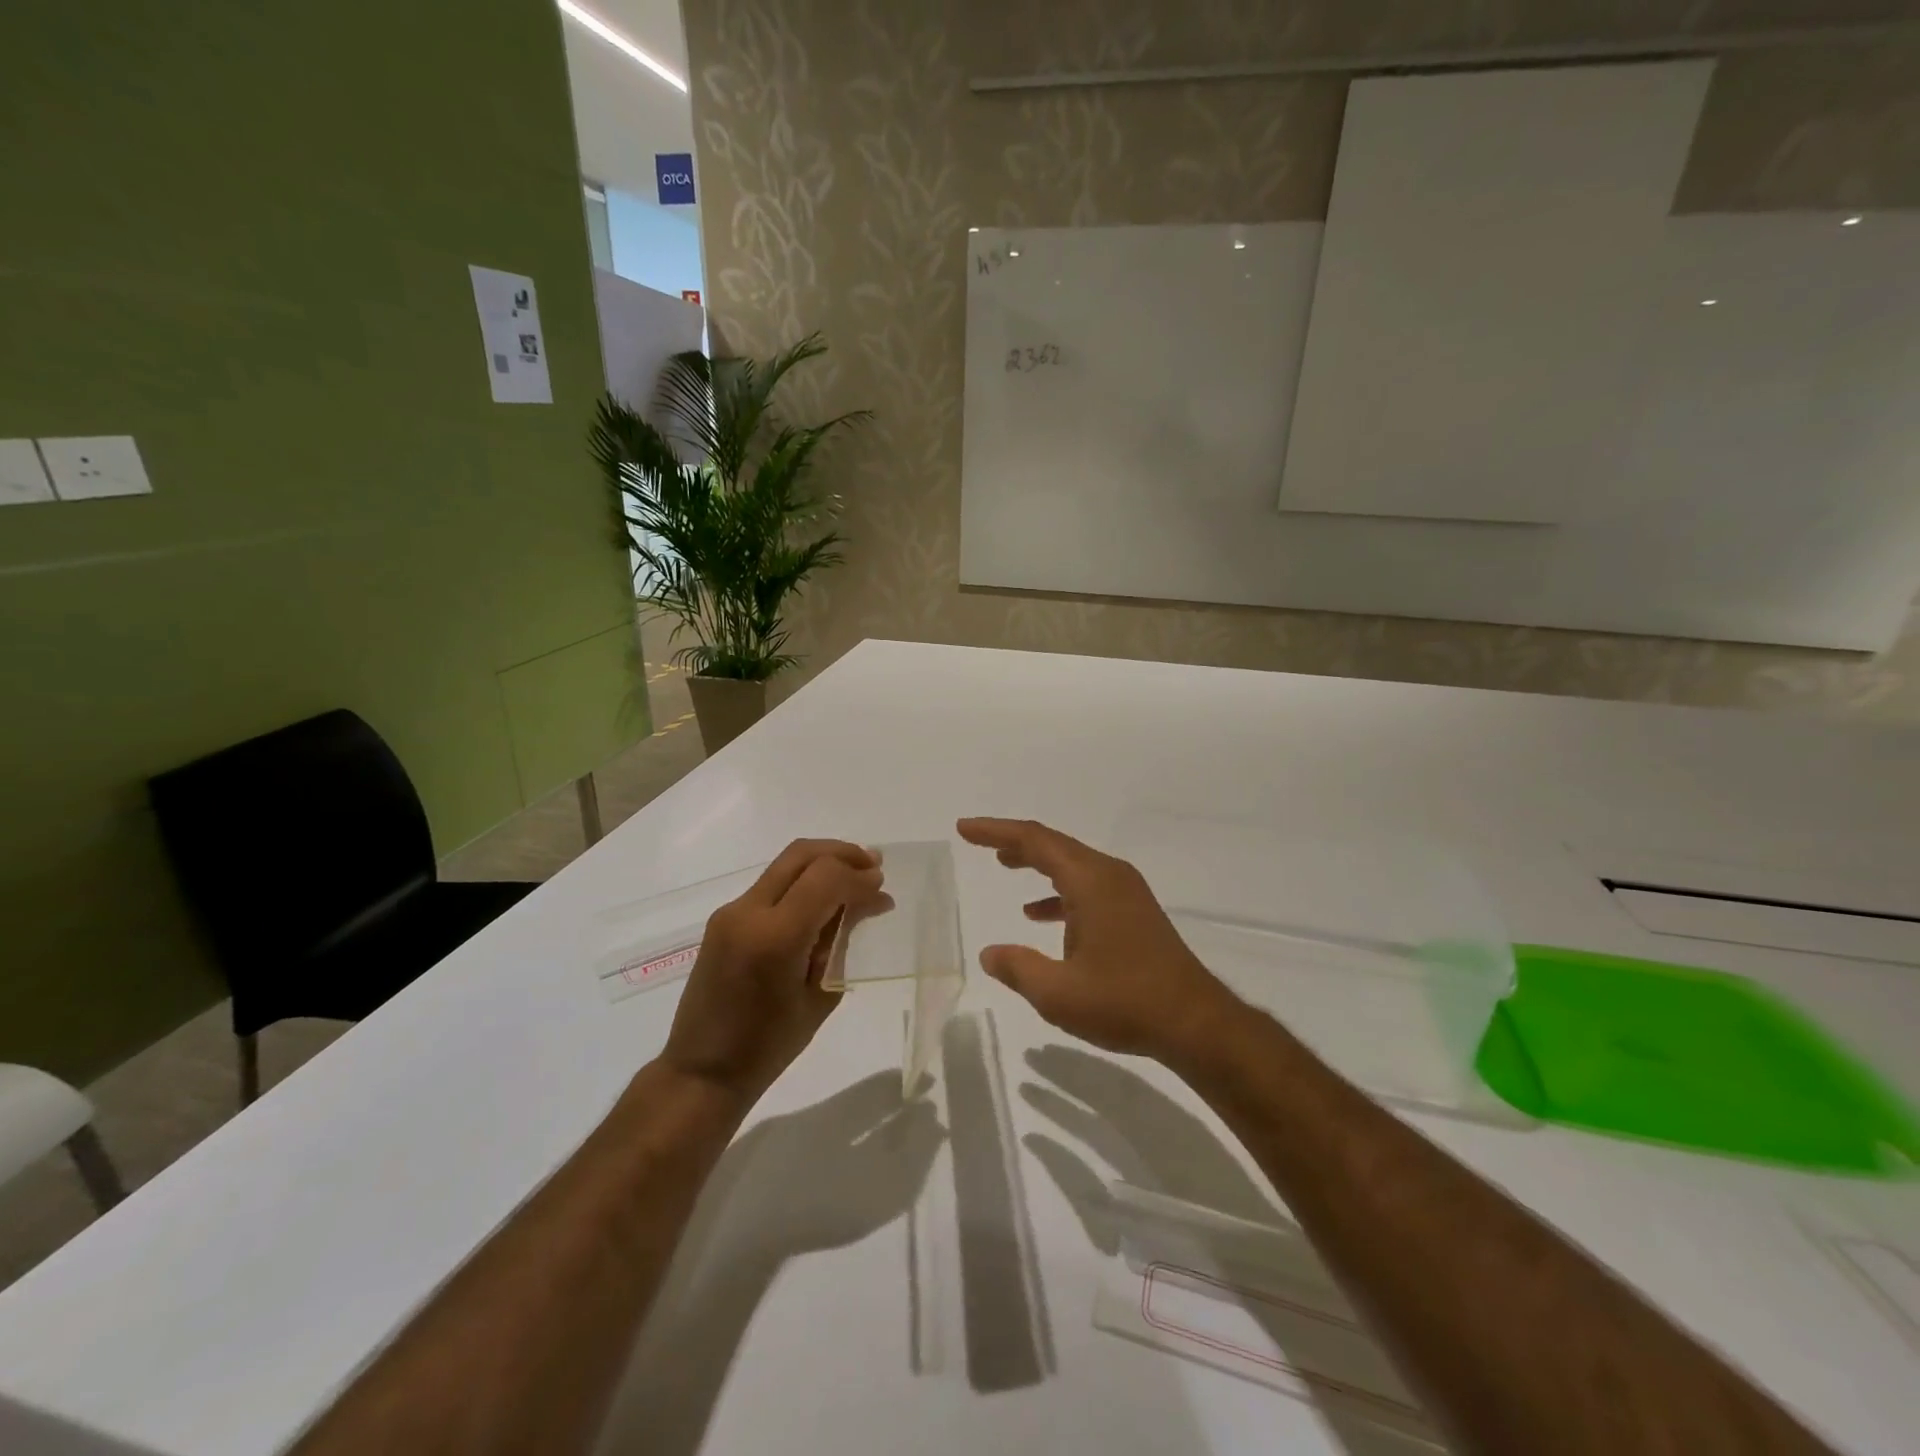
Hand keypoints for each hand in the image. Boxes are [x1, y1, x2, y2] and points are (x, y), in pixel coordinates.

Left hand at [661, 840, 883, 1103]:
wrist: (702, 1071)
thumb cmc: (769, 1046)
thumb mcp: (821, 995)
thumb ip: (843, 941)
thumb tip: (868, 904)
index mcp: (775, 937)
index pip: (826, 878)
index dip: (859, 876)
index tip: (882, 888)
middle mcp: (748, 912)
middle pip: (801, 855)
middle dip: (842, 853)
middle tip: (873, 865)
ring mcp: (731, 912)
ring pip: (785, 864)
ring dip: (822, 864)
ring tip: (855, 878)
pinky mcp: (724, 919)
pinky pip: (771, 885)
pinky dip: (803, 882)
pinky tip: (823, 901)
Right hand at [956, 818, 1242, 1063]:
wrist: (1195, 1023)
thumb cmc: (1125, 1002)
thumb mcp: (1058, 993)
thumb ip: (1018, 968)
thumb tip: (989, 954)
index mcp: (1090, 881)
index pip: (1035, 841)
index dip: (996, 831)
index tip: (965, 828)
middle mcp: (1109, 875)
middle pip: (1054, 845)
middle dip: (1014, 841)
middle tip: (979, 841)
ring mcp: (1126, 892)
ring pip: (1071, 864)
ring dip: (1037, 863)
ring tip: (1004, 865)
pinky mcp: (1133, 911)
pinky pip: (1087, 887)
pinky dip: (1058, 893)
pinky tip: (1038, 916)